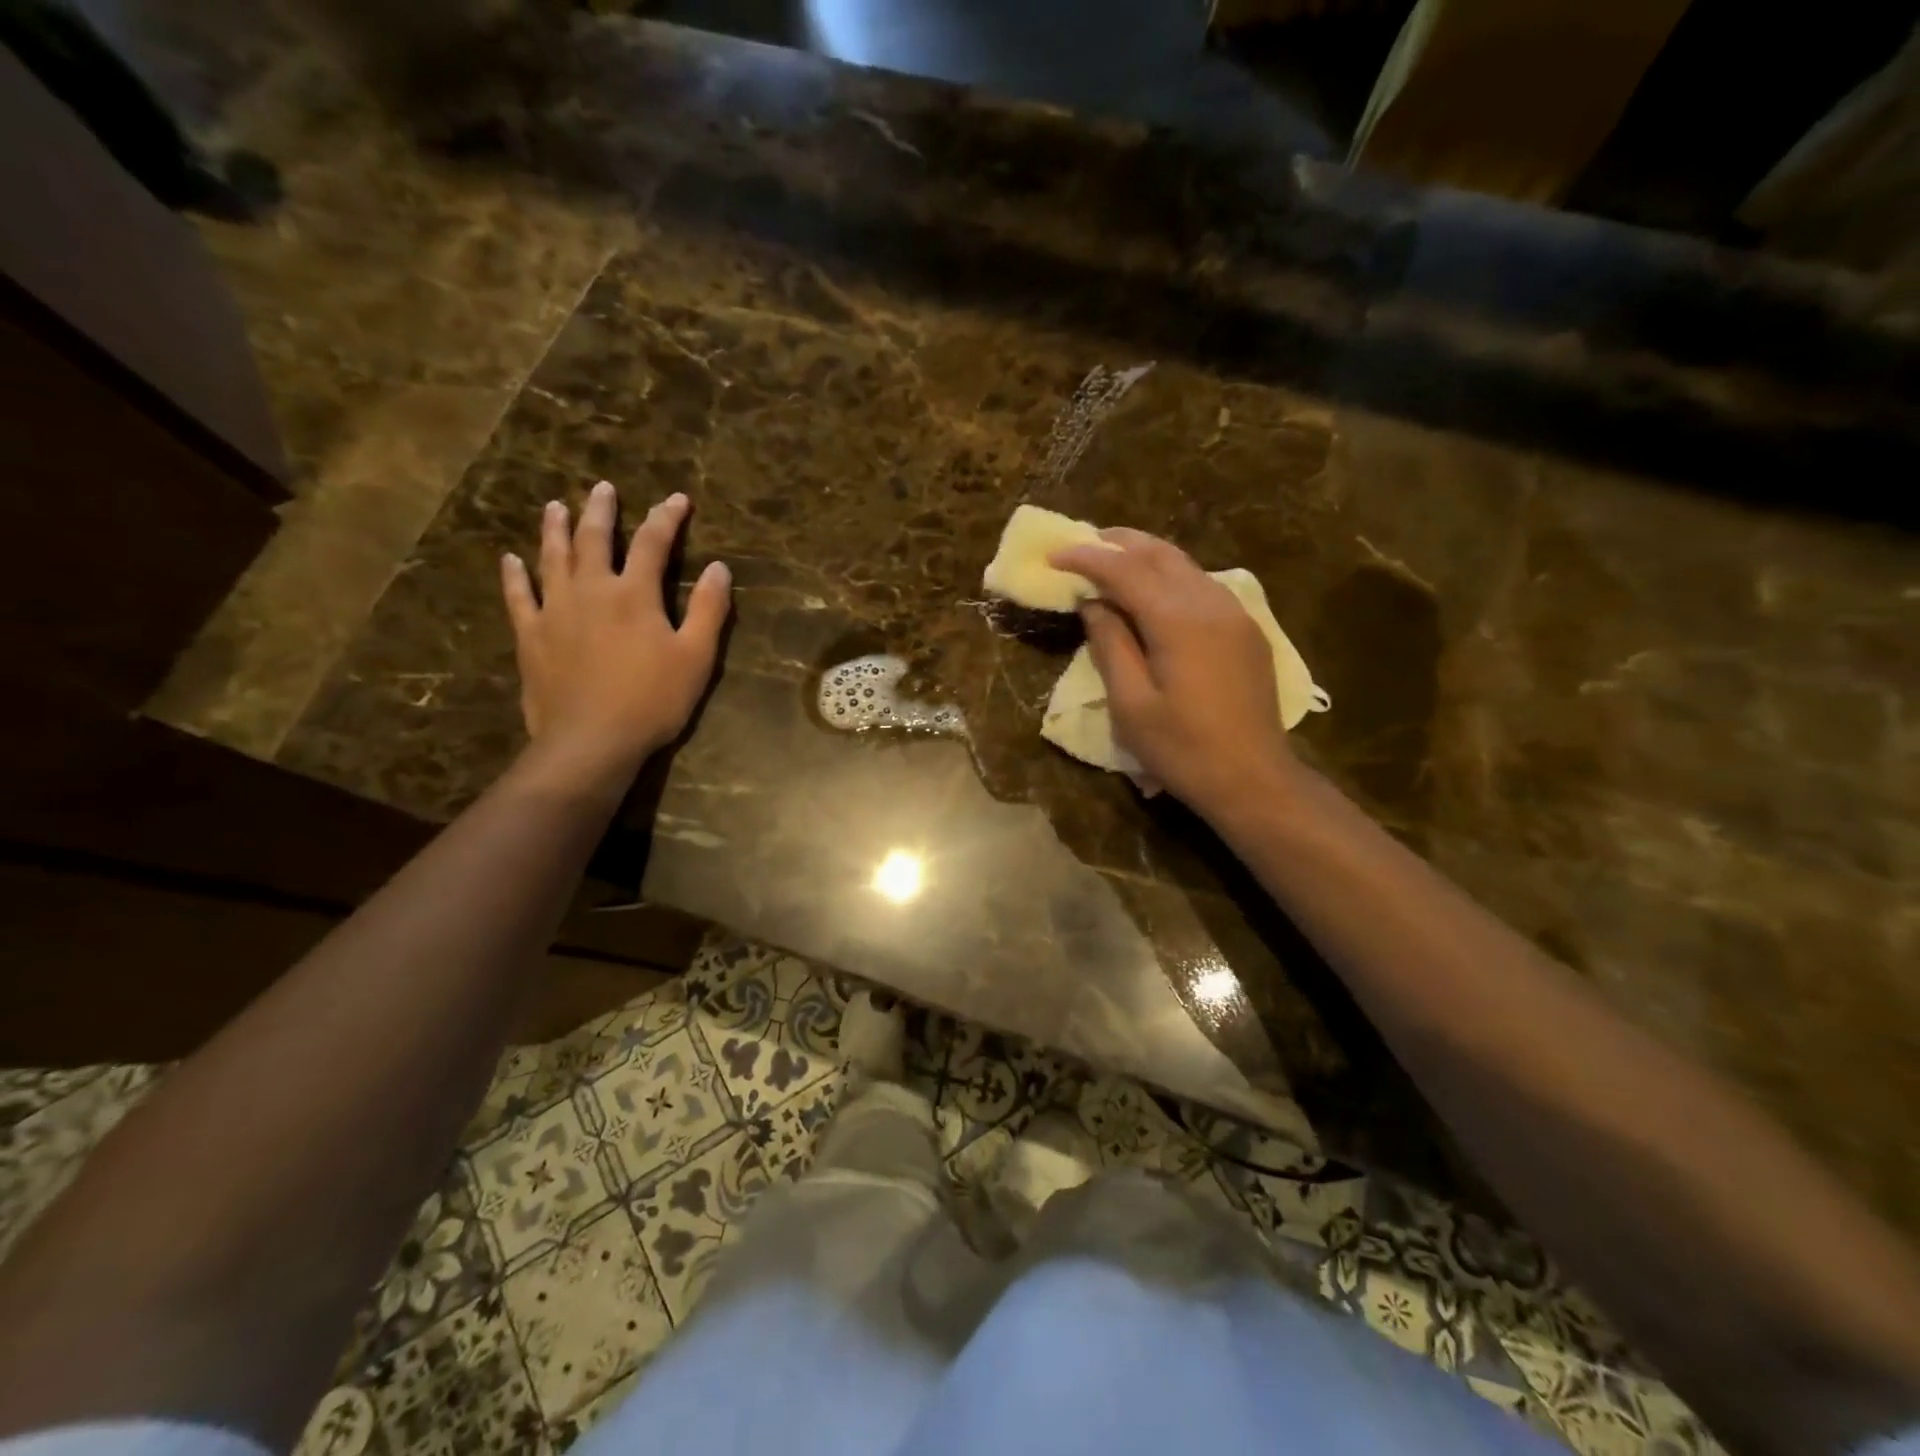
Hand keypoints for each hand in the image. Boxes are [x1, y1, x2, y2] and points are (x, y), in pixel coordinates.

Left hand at [501, 483, 730, 790]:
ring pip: (551, 558)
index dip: (666, 518)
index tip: (677, 499)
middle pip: (593, 539)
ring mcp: (554, 610)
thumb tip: (720, 568)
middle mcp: (591, 590)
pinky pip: (518, 596)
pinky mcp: (530, 635)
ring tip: (555, 506)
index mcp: (634, 594)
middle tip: (602, 488)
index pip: (652, 543)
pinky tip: (509, 560)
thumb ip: (710, 610)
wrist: (591, 740)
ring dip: (554, 529)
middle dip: (600, 510)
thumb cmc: (653, 700)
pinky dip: (513, 575)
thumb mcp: (697, 657)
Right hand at [1050, 528, 1296, 821]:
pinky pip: (1203, 586)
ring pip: (1186, 566)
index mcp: (1178, 620)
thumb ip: (1111, 645)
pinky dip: (1171, 577)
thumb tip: (1094, 604)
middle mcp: (1211, 603)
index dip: (1087, 559)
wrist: (1254, 779)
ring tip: (1113, 562)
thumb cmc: (1182, 749)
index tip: (1055, 556)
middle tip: (1083, 544)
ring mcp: (1236, 615)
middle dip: (1119, 543)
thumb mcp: (1131, 704)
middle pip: (1161, 554)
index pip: (1125, 571)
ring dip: (1147, 557)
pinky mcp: (1247, 631)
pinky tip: (1155, 592)